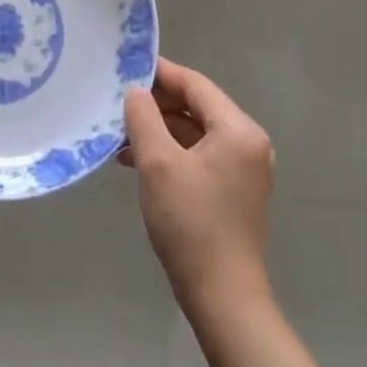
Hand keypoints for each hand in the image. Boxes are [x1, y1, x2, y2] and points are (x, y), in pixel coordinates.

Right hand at [122, 58, 274, 313]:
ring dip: (159, 130)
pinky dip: (171, 152)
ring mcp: (244, 169)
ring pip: (195, 132)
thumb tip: (135, 91)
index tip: (126, 67)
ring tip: (120, 136)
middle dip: (156, 104)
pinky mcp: (234, 191)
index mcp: (238, 130)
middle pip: (197, 106)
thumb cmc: (191, 222)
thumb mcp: (158, 163)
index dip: (160, 73)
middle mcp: (248, 143)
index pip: (195, 84)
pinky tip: (138, 161)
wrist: (223, 298)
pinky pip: (199, 155)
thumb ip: (144, 117)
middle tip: (118, 104)